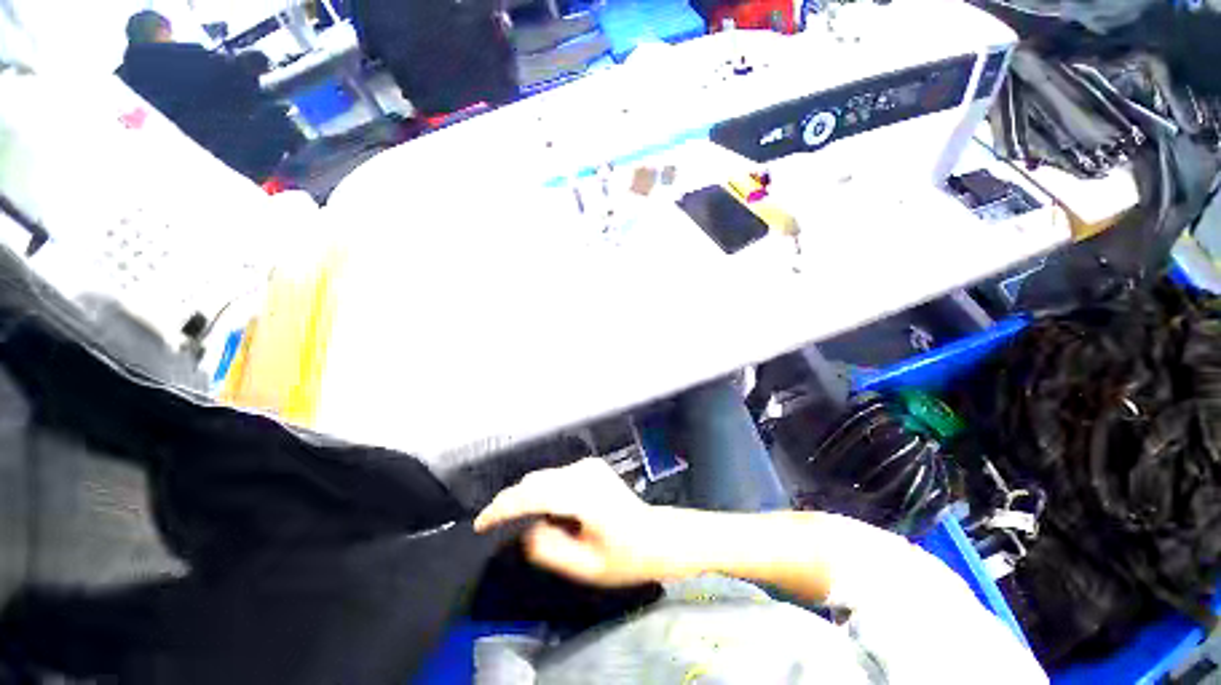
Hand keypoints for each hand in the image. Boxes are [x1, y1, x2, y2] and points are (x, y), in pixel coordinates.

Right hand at [474, 458, 672, 586]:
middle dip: (510, 500)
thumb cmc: (625, 557)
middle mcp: (585, 472)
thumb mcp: (584, 567)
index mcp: (585, 495)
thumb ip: (549, 548)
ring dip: (525, 495)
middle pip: (536, 481)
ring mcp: (589, 465)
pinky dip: (541, 490)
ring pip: (544, 476)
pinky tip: (539, 508)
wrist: (656, 535)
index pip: (534, 494)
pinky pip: (556, 476)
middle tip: (490, 525)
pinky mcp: (591, 465)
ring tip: (510, 519)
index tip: (480, 523)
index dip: (503, 507)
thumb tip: (526, 529)